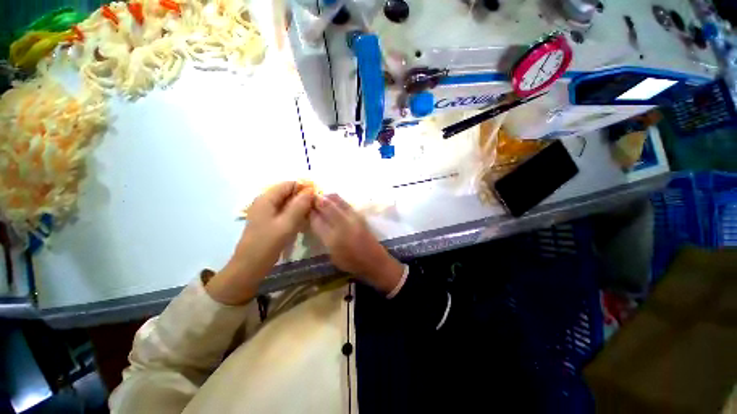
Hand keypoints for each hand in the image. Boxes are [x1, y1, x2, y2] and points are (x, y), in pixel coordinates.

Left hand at [206, 182, 314, 304]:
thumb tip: (311, 191)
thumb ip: (299, 206)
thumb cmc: (267, 244)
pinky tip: (303, 222)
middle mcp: (265, 202)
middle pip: (288, 193)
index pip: (288, 184)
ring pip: (287, 203)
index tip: (317, 197)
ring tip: (311, 214)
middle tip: (316, 207)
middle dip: (303, 198)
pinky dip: (295, 214)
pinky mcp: (269, 221)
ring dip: (300, 207)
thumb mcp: (286, 224)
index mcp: (266, 199)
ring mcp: (266, 212)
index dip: (303, 187)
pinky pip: (285, 212)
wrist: (250, 267)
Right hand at [310, 194, 403, 293]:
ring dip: (326, 197)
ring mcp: (353, 218)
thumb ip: (323, 237)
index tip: (303, 208)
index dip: (309, 212)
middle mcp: (343, 224)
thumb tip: (315, 221)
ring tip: (320, 198)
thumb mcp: (332, 255)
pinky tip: (332, 201)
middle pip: (326, 205)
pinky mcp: (360, 215)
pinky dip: (336, 200)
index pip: (316, 220)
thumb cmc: (351, 262)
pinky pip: (345, 203)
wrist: (374, 261)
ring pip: (337, 200)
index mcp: (333, 238)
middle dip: (316, 200)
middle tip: (310, 199)